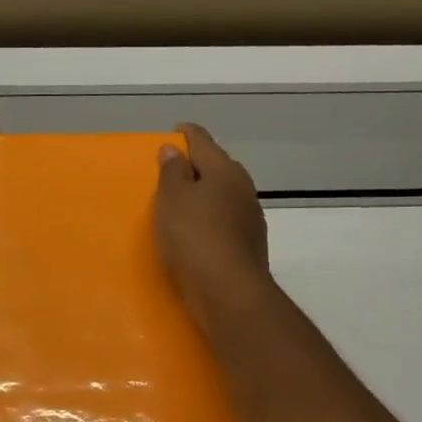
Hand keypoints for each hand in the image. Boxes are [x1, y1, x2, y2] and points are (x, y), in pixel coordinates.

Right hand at [155, 124, 277, 330]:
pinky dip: (210, 218)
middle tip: (174, 168)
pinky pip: (225, 219)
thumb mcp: (172, 199)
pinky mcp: (248, 243)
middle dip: (198, 165)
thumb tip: (173, 148)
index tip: (175, 130)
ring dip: (205, 194)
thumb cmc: (194, 237)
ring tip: (182, 201)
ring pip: (224, 195)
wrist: (228, 291)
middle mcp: (242, 188)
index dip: (188, 134)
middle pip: (218, 167)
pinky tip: (197, 231)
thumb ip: (172, 171)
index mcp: (224, 171)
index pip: (204, 142)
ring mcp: (249, 217)